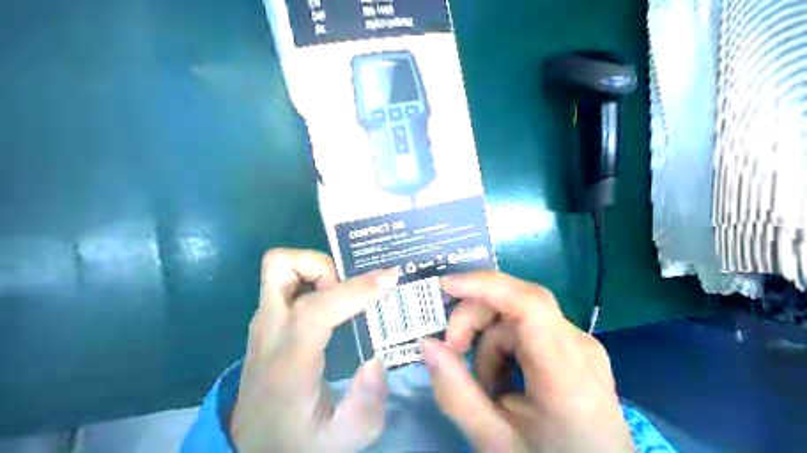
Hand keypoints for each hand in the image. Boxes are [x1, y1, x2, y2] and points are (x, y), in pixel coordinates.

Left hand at [229, 249, 397, 450]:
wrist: (253, 443)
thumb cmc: (297, 439)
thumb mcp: (340, 440)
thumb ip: (365, 408)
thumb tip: (377, 360)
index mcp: (288, 363)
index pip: (314, 311)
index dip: (353, 291)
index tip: (389, 281)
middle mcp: (270, 331)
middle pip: (281, 268)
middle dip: (325, 266)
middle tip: (352, 290)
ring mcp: (264, 321)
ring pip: (279, 266)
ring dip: (316, 268)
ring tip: (342, 294)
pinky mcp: (267, 318)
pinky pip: (286, 279)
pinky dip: (311, 276)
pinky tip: (332, 299)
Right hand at [420, 273, 632, 452]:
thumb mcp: (493, 440)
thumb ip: (455, 392)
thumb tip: (427, 343)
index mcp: (567, 371)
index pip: (529, 303)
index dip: (484, 285)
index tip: (444, 286)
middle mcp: (579, 344)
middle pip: (517, 303)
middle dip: (475, 320)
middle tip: (452, 352)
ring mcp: (580, 344)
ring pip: (517, 318)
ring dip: (488, 343)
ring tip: (485, 387)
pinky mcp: (573, 348)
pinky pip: (527, 331)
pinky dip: (503, 349)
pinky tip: (503, 382)